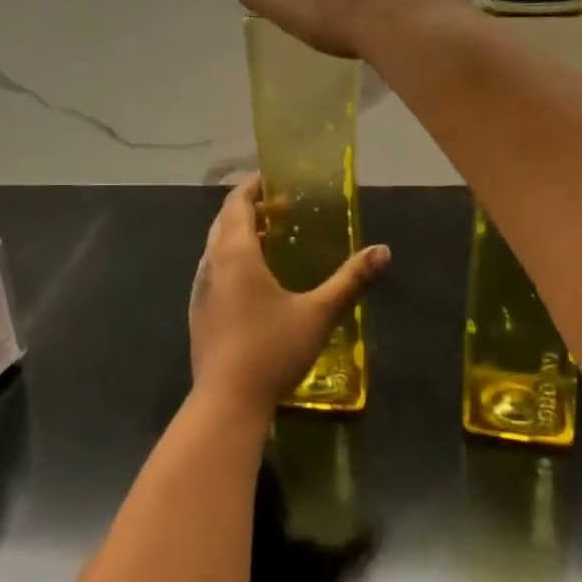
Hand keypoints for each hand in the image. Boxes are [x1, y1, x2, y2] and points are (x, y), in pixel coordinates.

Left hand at [189, 177, 389, 416]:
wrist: (226, 402)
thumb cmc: (272, 349)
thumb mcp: (318, 314)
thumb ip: (350, 281)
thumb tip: (383, 251)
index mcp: (235, 253)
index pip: (236, 203)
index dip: (252, 187)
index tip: (272, 180)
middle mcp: (211, 264)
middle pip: (224, 222)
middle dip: (249, 210)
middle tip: (280, 210)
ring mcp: (200, 289)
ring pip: (216, 247)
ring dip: (239, 236)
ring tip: (270, 242)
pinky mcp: (198, 312)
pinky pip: (213, 271)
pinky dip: (231, 261)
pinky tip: (254, 284)